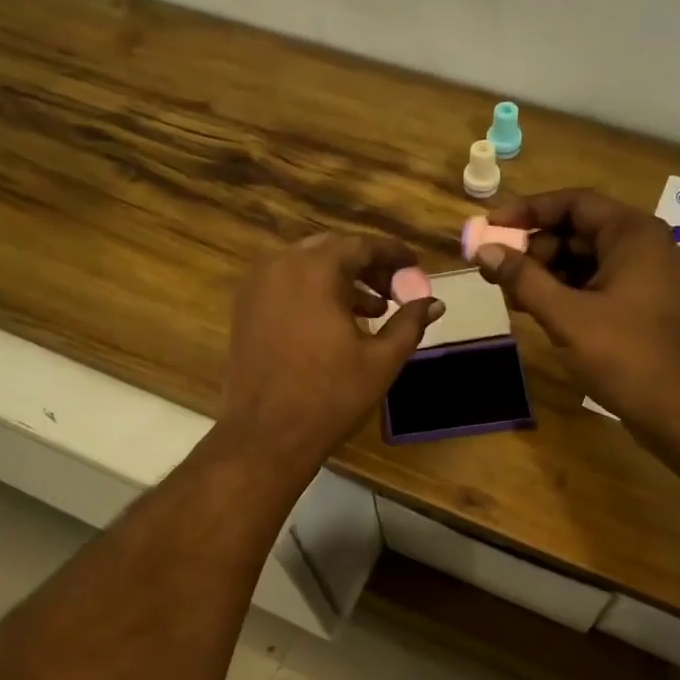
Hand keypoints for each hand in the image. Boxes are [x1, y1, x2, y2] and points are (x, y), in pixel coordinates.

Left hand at [221, 232, 443, 471]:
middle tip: (395, 289)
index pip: (362, 245)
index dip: (394, 254)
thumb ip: (410, 323)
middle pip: (333, 250)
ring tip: (372, 310)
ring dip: (341, 280)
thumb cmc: (330, 396)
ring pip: (307, 267)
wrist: (266, 434)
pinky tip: (334, 323)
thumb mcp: (381, 360)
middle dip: (367, 266)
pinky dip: (313, 293)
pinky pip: (286, 286)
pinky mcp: (245, 309)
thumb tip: (434, 302)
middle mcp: (281, 265)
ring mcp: (257, 286)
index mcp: (316, 269)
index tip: (416, 265)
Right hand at [472, 188, 679, 435]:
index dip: (528, 211)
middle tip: (497, 272)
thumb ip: (523, 280)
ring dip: (545, 274)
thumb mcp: (566, 316)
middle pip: (577, 230)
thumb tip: (485, 251)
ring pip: (584, 261)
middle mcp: (641, 246)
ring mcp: (644, 277)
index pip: (573, 202)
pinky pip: (595, 285)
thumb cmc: (625, 355)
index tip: (491, 228)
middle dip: (534, 248)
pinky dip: (565, 293)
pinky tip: (537, 311)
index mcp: (631, 234)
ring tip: (510, 296)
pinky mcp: (640, 306)